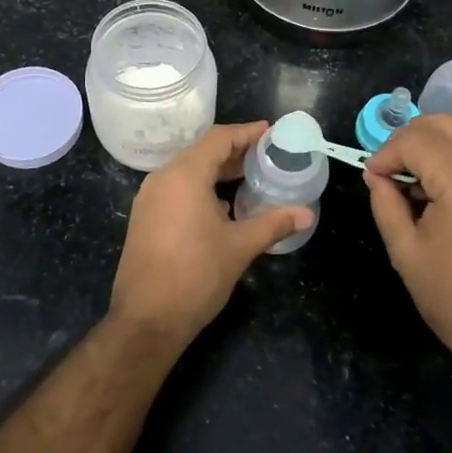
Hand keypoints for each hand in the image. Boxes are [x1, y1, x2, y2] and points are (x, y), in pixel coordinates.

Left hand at [110, 122, 310, 345]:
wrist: (146, 320)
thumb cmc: (196, 276)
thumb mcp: (240, 247)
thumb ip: (273, 224)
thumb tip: (307, 214)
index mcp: (184, 175)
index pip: (219, 139)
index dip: (246, 133)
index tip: (271, 132)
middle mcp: (162, 179)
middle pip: (202, 152)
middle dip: (235, 152)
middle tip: (267, 156)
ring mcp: (149, 198)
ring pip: (188, 171)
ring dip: (218, 171)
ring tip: (250, 178)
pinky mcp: (144, 218)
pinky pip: (176, 189)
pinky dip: (201, 187)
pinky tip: (223, 205)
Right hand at [364, 115, 451, 381]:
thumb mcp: (406, 251)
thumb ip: (386, 203)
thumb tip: (376, 175)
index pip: (416, 141)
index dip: (386, 153)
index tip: (372, 176)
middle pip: (445, 123)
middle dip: (410, 137)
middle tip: (389, 168)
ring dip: (434, 145)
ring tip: (413, 180)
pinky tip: (440, 190)